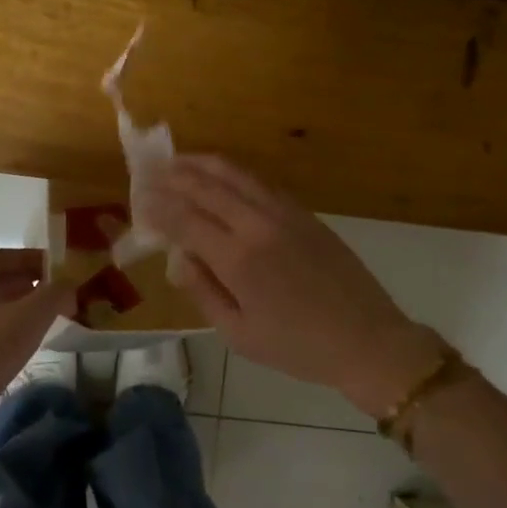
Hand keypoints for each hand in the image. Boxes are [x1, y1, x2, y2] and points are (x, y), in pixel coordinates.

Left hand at [0, 248, 72, 439]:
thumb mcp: (34, 314)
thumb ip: (56, 293)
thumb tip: (69, 286)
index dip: (27, 257)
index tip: (53, 267)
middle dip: (26, 282)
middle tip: (54, 292)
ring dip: (18, 307)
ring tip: (44, 318)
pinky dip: (7, 328)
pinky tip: (25, 343)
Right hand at [138, 156, 444, 416]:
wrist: (367, 340)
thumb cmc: (297, 347)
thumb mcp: (238, 334)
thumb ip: (203, 292)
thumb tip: (178, 259)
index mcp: (237, 259)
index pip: (184, 220)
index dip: (158, 208)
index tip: (139, 202)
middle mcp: (257, 225)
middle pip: (207, 187)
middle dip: (174, 177)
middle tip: (152, 172)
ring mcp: (284, 213)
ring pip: (235, 176)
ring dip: (203, 165)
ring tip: (179, 161)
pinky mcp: (304, 213)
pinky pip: (261, 183)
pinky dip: (234, 174)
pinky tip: (223, 177)